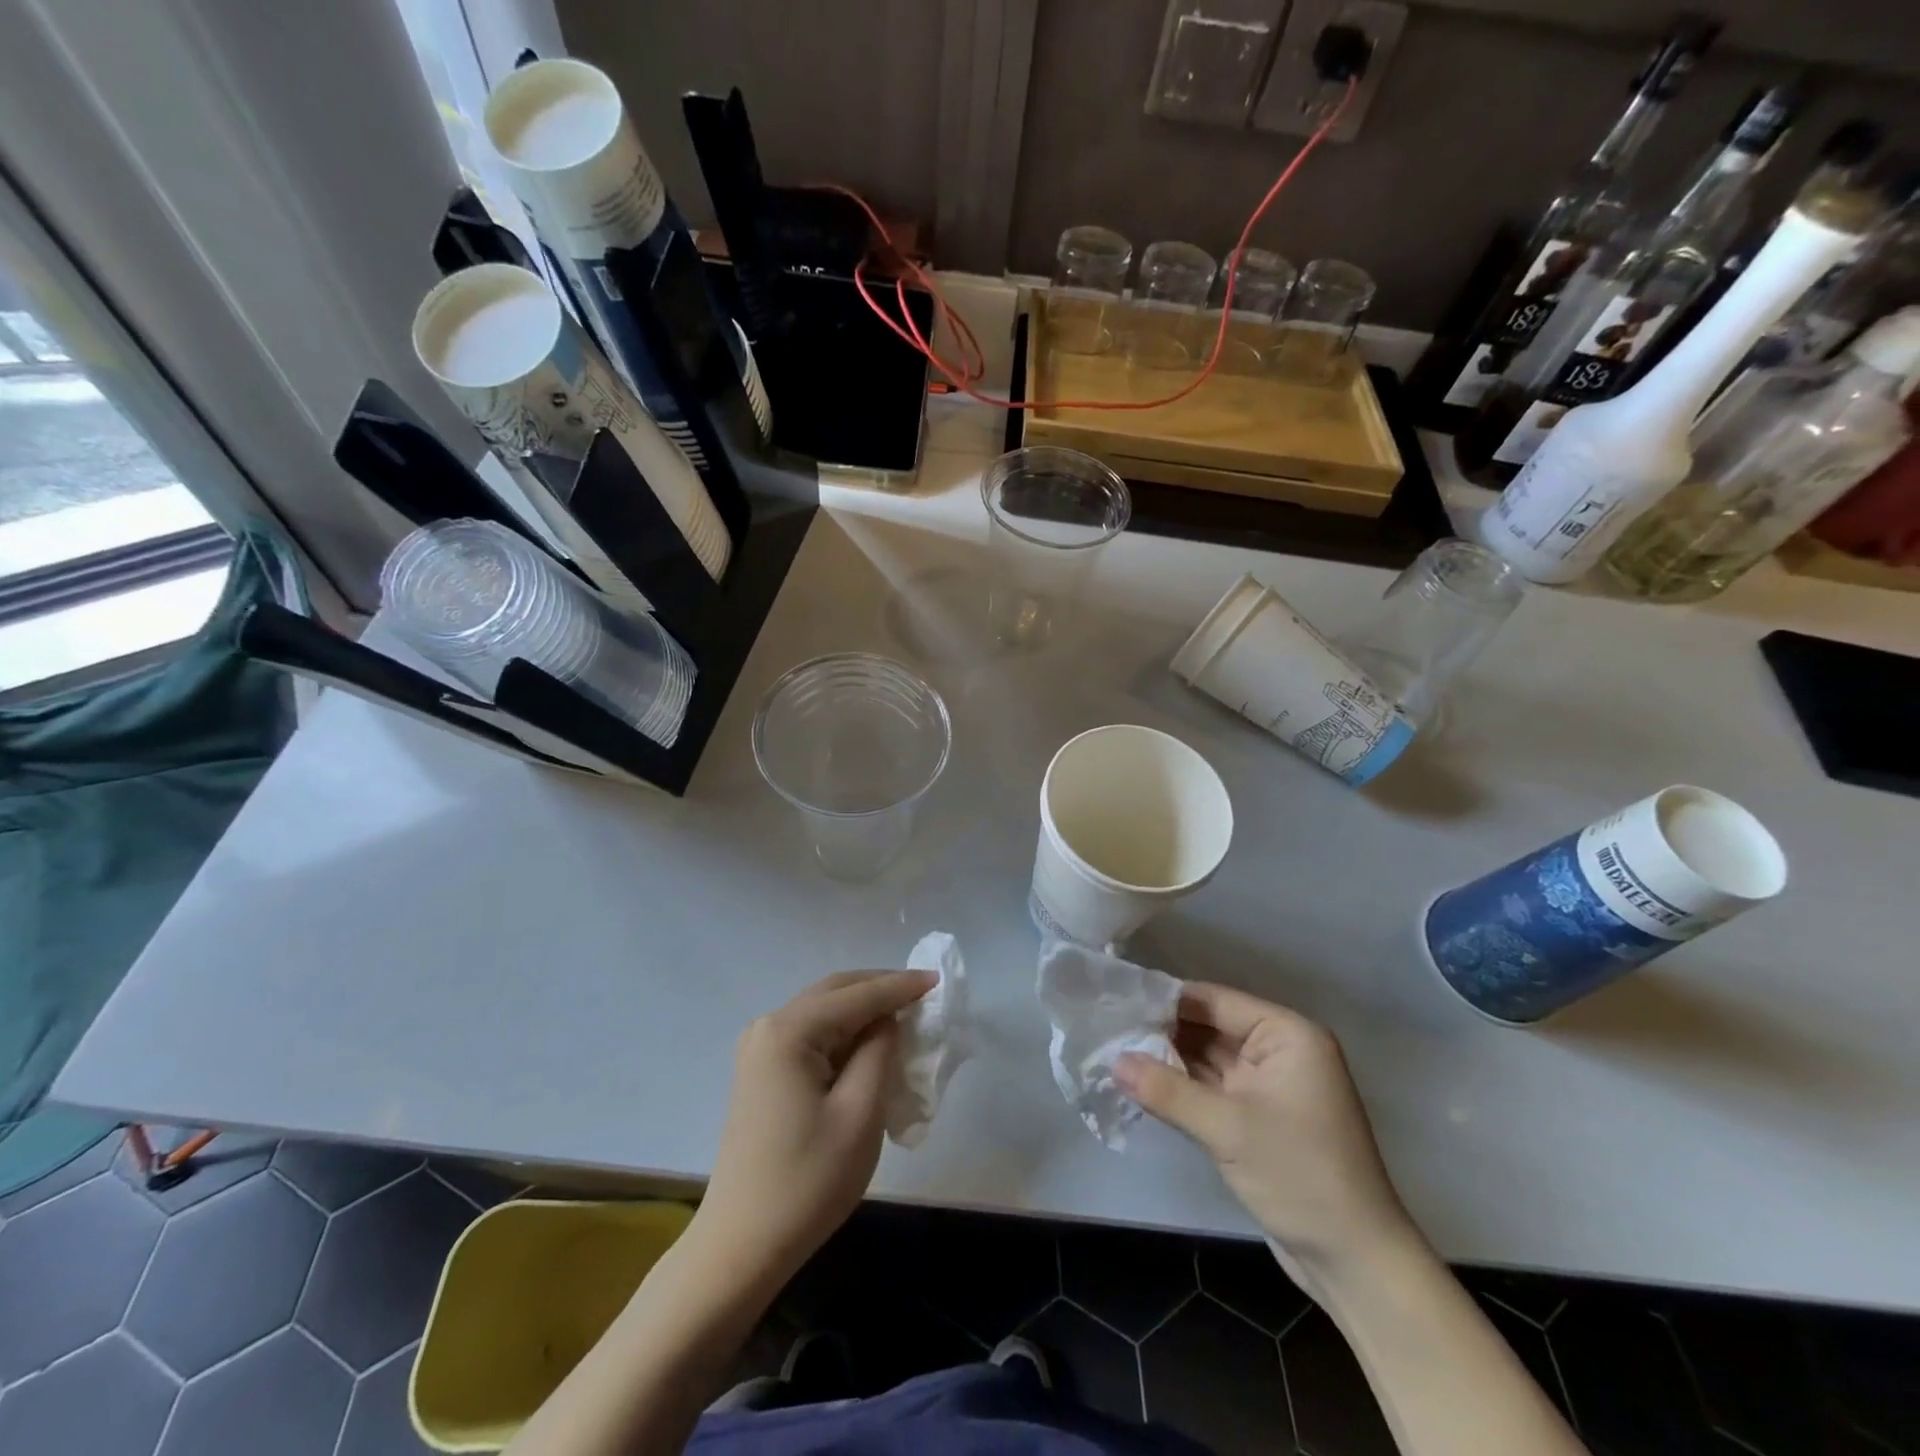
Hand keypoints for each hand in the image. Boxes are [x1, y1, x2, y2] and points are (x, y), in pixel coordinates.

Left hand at [698, 970, 934, 1286]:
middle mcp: (768, 1027)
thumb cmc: (807, 1182)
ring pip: (823, 1010)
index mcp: (788, 1031)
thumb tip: (887, 1020)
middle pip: (835, 992)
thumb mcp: (860, 1113)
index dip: (900, 986)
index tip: (938, 979)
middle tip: (923, 993)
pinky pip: (811, 1035)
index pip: (857, 995)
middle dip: (880, 988)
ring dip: (863, 1009)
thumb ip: (880, 1052)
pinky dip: (844, 1032)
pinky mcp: (762, 1072)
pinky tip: (869, 1044)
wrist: (741, 1247)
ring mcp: (760, 1050)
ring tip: (904, 1015)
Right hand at [1116, 982, 1418, 1292]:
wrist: (1356, 1264)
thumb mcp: (1228, 1129)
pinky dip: (1182, 1087)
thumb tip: (1113, 1061)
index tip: (1117, 1002)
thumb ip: (1168, 1091)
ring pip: (1208, 1058)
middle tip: (1109, 1030)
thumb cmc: (1301, 1177)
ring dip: (1168, 1060)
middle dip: (1162, 1031)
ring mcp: (1269, 1086)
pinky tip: (1143, 1084)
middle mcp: (1280, 1051)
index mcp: (1287, 1035)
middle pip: (1209, 1027)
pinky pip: (1213, 1088)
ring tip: (1115, 1052)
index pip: (1215, 1001)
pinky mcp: (1259, 1117)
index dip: (1166, 1001)